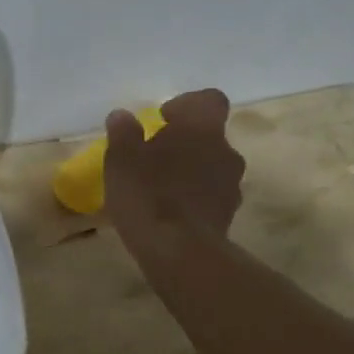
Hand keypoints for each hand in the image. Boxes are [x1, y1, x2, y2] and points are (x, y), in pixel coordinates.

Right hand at [104, 88, 245, 242]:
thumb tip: (122, 116)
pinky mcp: (228, 216)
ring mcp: (231, 186)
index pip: (209, 100)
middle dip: (185, 144)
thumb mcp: (122, 160)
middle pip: (210, 137)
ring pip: (212, 168)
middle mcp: (225, 151)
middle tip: (154, 157)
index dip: (187, 105)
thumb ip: (123, 134)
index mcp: (202, 129)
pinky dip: (194, 199)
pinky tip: (169, 214)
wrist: (180, 252)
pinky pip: (210, 197)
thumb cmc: (148, 194)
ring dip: (191, 172)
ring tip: (160, 189)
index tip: (162, 120)